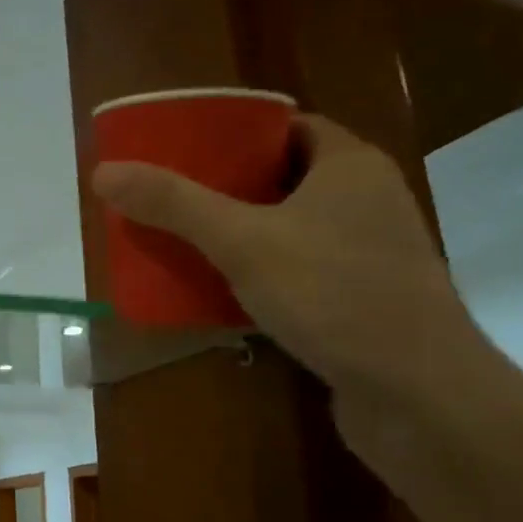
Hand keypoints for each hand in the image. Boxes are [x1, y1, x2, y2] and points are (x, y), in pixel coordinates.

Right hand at [91, 115, 486, 399]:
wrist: (419, 395)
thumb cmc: (335, 294)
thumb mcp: (242, 241)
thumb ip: (173, 205)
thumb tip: (103, 172)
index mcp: (349, 166)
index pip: (287, 126)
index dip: (235, 131)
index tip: (184, 146)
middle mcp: (366, 201)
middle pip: (283, 177)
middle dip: (225, 185)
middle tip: (170, 194)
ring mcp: (368, 254)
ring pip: (290, 227)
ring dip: (240, 232)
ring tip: (183, 239)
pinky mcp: (361, 300)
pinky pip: (298, 270)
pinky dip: (259, 273)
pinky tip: (218, 292)